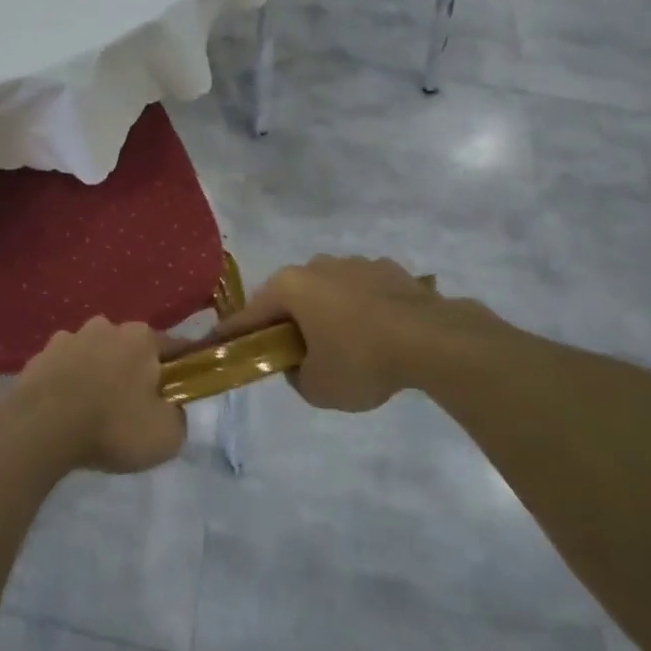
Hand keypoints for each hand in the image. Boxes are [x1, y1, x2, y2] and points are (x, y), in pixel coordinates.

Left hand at [2, 318, 185, 473]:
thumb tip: (170, 409)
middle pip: (129, 348)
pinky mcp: (39, 356)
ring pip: (93, 354)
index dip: (180, 368)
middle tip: (133, 406)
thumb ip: (177, 416)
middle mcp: (105, 327)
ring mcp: (68, 338)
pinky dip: (68, 383)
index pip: (173, 346)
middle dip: (133, 369)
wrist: (42, 427)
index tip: (180, 388)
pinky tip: (66, 410)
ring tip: (94, 409)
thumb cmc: (113, 425)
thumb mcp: (166, 435)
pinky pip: (63, 368)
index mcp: (141, 337)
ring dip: (97, 373)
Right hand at [216, 256, 509, 412]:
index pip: (249, 314)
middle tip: (294, 354)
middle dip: (287, 323)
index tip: (216, 345)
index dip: (232, 334)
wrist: (434, 341)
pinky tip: (377, 336)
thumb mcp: (316, 387)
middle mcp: (316, 266)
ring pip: (327, 291)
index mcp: (289, 287)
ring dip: (326, 314)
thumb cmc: (361, 360)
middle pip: (289, 297)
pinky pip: (362, 292)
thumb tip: (299, 363)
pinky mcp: (389, 270)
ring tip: (345, 347)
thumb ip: (295, 375)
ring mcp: (355, 263)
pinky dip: (361, 310)